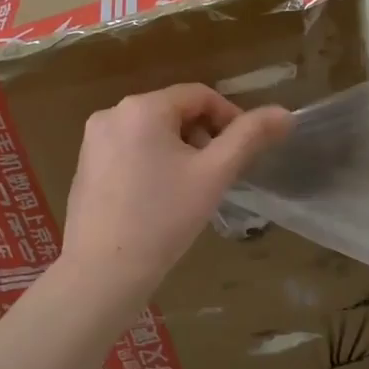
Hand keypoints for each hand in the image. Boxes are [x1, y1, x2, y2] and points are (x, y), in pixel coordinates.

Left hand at [60, 85, 292, 301]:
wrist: (102, 272)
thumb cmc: (163, 219)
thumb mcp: (214, 174)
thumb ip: (250, 137)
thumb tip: (285, 113)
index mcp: (142, 107)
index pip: (200, 95)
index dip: (230, 117)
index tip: (244, 151)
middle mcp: (111, 114)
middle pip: (174, 112)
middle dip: (203, 137)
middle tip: (218, 175)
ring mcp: (93, 141)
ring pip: (152, 132)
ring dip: (179, 151)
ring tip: (190, 190)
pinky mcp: (84, 167)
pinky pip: (129, 150)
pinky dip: (152, 163)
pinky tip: (159, 200)